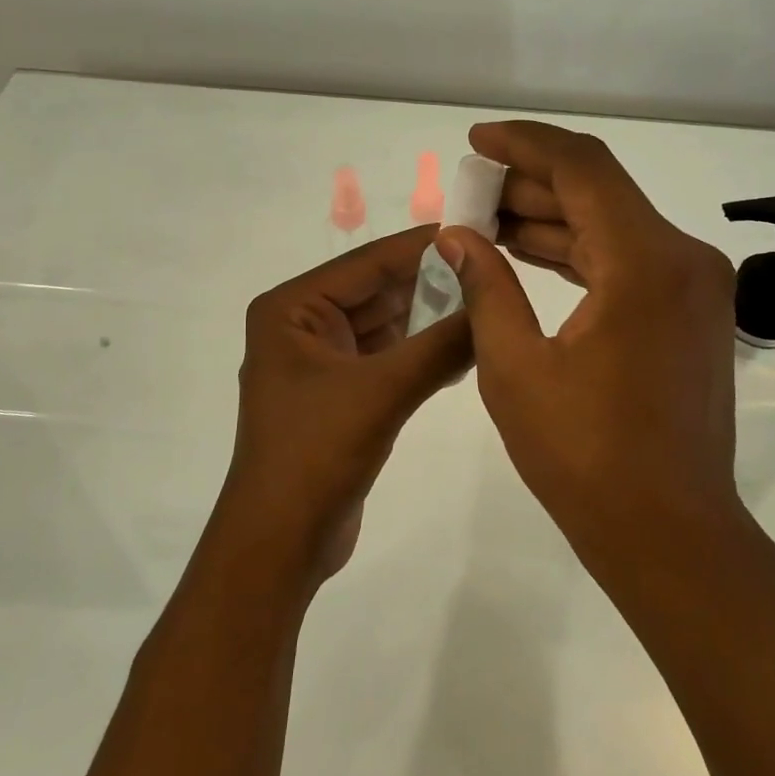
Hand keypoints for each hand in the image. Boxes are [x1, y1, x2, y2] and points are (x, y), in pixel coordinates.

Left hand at [215, 225, 471, 585]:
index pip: (367, 262)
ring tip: (487, 304)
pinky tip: (465, 346)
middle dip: (432, 284)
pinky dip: (422, 351)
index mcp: (292, 309)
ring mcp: (320, 361)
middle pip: (377, 291)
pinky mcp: (340, 393)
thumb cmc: (317, 454)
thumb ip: (440, 344)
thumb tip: (493, 300)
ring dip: (431, 319)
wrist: (281, 543)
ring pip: (386, 325)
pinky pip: (387, 357)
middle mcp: (302, 325)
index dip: (423, 246)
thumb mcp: (383, 392)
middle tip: (492, 269)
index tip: (478, 232)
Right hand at [435, 122, 741, 551]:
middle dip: (529, 185)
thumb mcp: (515, 369)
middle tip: (468, 191)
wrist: (669, 532)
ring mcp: (694, 287)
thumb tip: (457, 236)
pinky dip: (578, 254)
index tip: (475, 141)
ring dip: (552, 220)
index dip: (524, 145)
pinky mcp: (690, 314)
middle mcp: (682, 259)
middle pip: (599, 192)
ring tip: (486, 221)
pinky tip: (528, 256)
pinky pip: (627, 263)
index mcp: (645, 262)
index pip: (582, 167)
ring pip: (612, 226)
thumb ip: (486, 287)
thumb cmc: (586, 458)